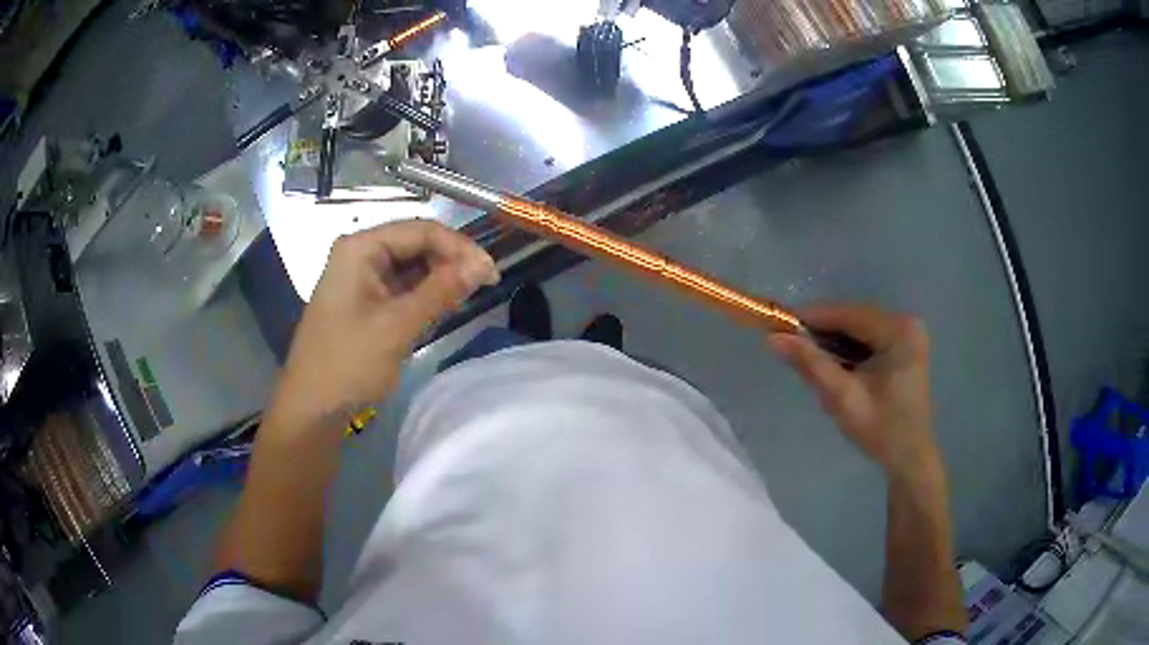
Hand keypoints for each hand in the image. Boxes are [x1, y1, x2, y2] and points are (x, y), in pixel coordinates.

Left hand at [269, 220, 498, 429]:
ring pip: (411, 265)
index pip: (421, 230)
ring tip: (465, 299)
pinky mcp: (364, 298)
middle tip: (482, 287)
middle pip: (416, 244)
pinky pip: (401, 285)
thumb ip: (441, 291)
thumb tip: (484, 264)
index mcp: (361, 247)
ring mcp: (360, 276)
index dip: (460, 247)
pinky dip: (423, 294)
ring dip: (439, 278)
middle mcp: (360, 253)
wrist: (312, 406)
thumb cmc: (348, 363)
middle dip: (450, 262)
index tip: (490, 273)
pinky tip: (441, 307)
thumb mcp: (397, 326)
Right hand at [770, 305, 940, 479]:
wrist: (910, 457)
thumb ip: (811, 365)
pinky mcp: (904, 344)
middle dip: (822, 331)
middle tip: (789, 346)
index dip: (812, 318)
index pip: (848, 314)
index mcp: (899, 332)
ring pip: (858, 327)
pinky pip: (868, 337)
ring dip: (833, 340)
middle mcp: (906, 323)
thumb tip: (773, 339)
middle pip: (853, 318)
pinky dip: (847, 348)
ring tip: (808, 358)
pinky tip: (834, 365)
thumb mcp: (843, 398)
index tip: (777, 326)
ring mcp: (907, 333)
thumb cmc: (881, 431)